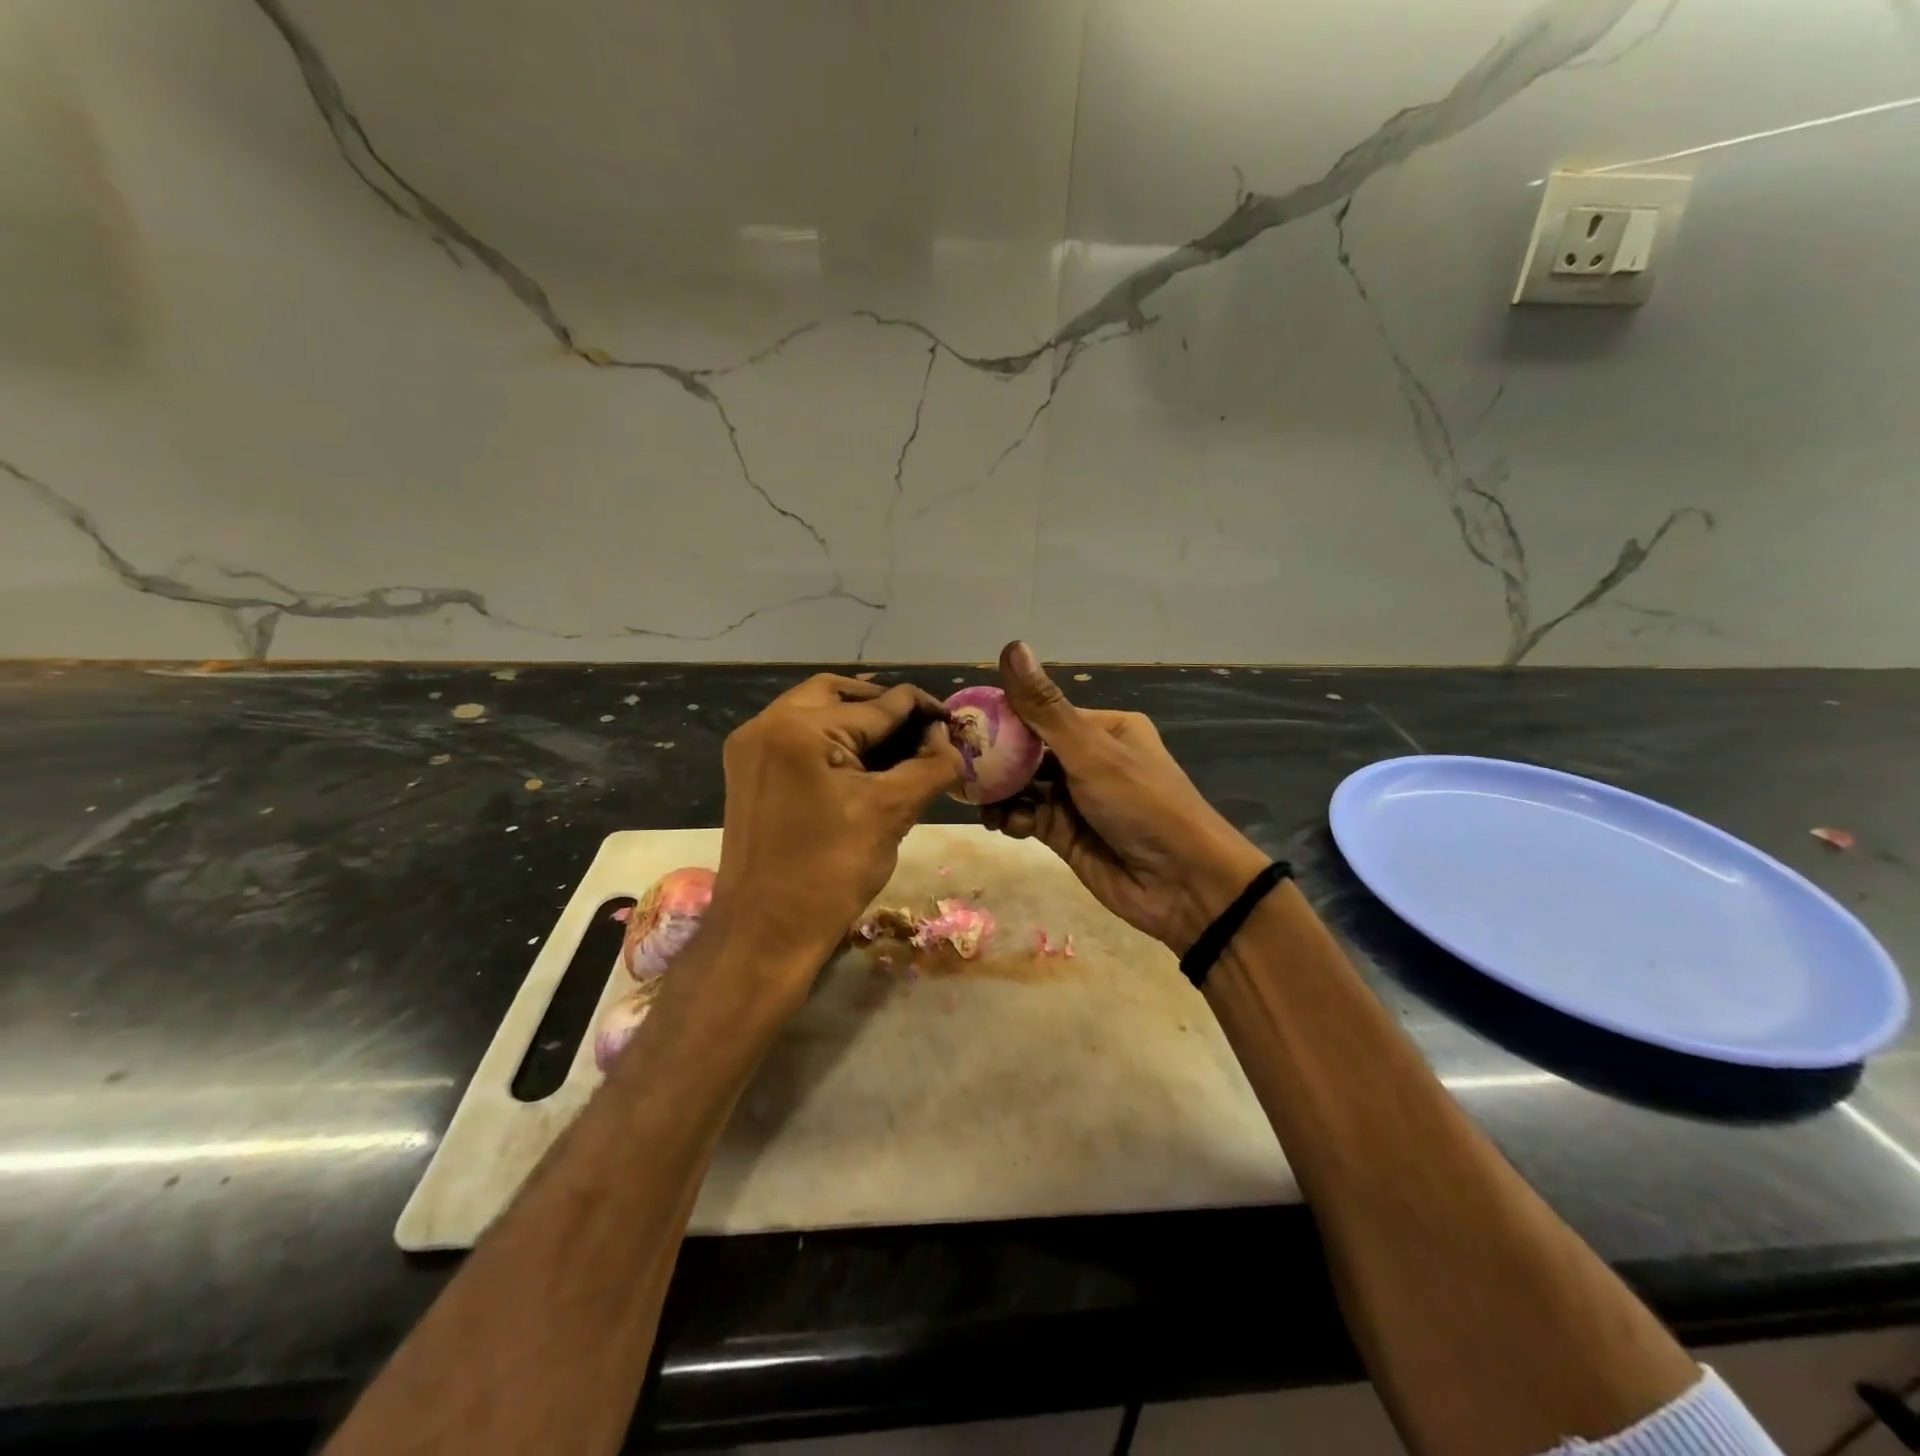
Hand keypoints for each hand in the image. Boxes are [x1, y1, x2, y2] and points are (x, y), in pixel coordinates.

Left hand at [711, 674, 961, 998]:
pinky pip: (796, 736)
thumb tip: (948, 738)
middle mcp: (766, 724)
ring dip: (856, 720)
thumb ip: (930, 765)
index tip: (953, 722)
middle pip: (838, 693)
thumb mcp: (891, 812)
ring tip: (898, 746)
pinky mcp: (747, 772)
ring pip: (814, 710)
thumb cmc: (831, 873)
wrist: (764, 934)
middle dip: (883, 706)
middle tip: (921, 729)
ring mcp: (750, 747)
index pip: (877, 704)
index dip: (921, 710)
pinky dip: (831, 739)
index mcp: (799, 728)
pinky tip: (862, 763)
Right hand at [984, 643, 1266, 951]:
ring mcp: (1076, 799)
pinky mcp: (1066, 835)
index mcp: (1104, 729)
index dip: (1002, 717)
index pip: (1041, 714)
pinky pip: (1028, 817)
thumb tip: (1012, 645)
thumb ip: (1045, 709)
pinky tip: (1003, 824)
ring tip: (976, 798)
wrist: (1182, 886)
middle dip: (995, 759)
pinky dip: (1012, 818)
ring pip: (1023, 786)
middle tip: (958, 766)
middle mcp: (1089, 759)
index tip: (964, 725)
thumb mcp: (1091, 753)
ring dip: (999, 791)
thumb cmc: (1141, 805)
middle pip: (1028, 751)